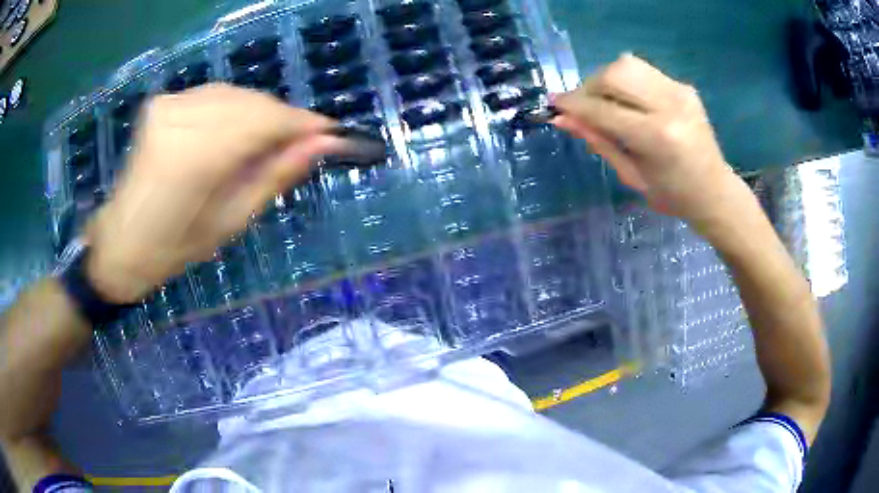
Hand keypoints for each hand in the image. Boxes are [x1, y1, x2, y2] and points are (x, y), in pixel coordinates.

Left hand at [85, 84, 347, 302]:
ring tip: (265, 145)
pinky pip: (214, 97)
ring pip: (236, 95)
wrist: (121, 242)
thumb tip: (323, 144)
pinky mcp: (163, 102)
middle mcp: (182, 118)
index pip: (267, 119)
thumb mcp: (231, 221)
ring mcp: (170, 105)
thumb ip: (276, 176)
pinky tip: (233, 136)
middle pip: (254, 102)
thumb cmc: (175, 248)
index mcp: (197, 157)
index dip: (304, 123)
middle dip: (282, 121)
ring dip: (259, 116)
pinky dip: (234, 111)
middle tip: (298, 147)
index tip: (331, 134)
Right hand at [553, 54, 747, 227]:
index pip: (603, 108)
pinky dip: (628, 81)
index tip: (554, 103)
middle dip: (589, 86)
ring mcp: (679, 91)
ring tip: (605, 101)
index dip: (574, 104)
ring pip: (628, 64)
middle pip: (614, 73)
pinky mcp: (684, 87)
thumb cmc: (672, 196)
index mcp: (656, 137)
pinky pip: (644, 71)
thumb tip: (562, 119)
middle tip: (583, 106)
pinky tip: (629, 101)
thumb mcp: (631, 176)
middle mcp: (669, 105)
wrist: (715, 192)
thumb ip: (598, 142)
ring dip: (607, 79)